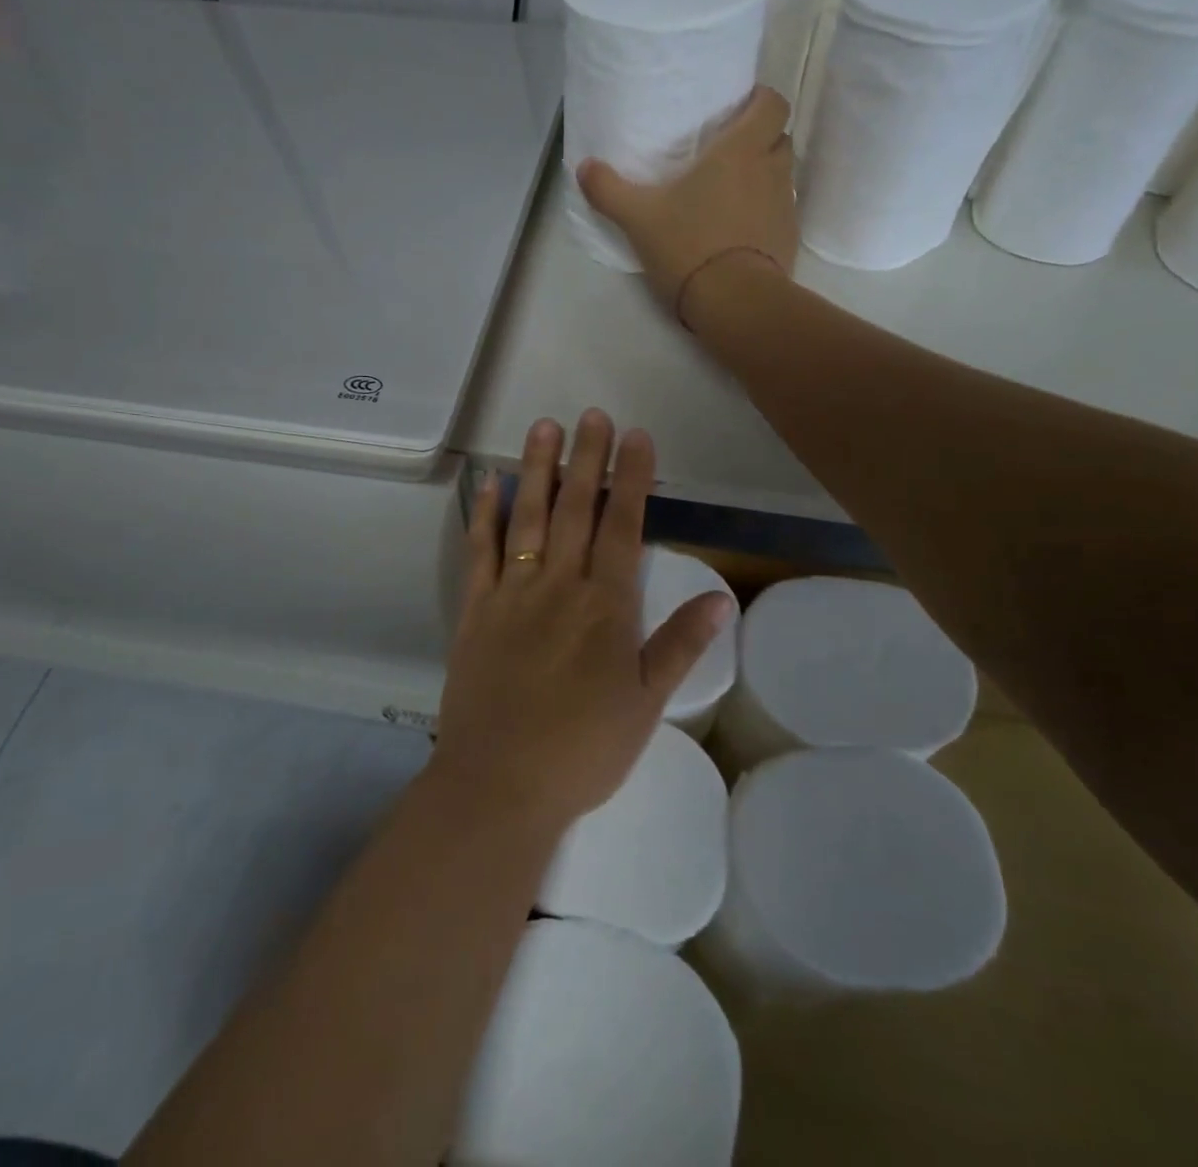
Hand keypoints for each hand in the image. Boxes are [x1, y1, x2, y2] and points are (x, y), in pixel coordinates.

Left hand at [433, 410, 733, 829]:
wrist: (499, 784)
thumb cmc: (582, 749)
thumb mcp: (646, 704)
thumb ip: (679, 644)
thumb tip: (721, 596)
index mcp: (605, 606)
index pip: (623, 526)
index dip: (631, 478)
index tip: (635, 437)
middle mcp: (559, 586)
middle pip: (576, 509)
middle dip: (587, 458)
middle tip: (592, 414)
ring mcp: (512, 594)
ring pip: (528, 517)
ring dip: (537, 469)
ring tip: (544, 427)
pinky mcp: (476, 610)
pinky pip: (480, 552)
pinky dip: (485, 514)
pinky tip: (490, 483)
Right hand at [577, 86, 797, 324]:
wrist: (734, 302)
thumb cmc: (689, 246)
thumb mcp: (639, 219)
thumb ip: (609, 190)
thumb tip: (584, 167)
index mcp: (741, 150)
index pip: (773, 104)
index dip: (760, 102)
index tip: (737, 112)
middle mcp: (771, 170)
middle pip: (780, 138)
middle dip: (761, 140)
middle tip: (728, 154)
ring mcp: (785, 207)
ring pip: (781, 177)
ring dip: (762, 178)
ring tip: (730, 195)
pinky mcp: (788, 240)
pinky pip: (780, 214)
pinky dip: (764, 215)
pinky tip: (738, 232)